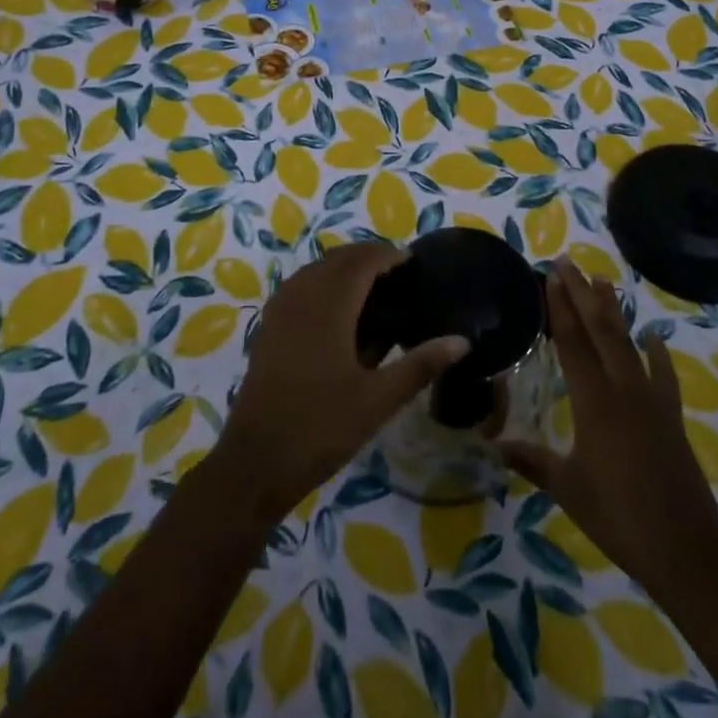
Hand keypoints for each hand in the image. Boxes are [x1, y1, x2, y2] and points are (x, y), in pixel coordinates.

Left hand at [211, 242, 468, 522]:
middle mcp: (301, 297)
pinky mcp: (268, 328)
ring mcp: (279, 311)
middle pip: (337, 260)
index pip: (361, 262)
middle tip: (398, 274)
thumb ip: (420, 365)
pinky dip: (321, 283)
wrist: (255, 461)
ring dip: (343, 268)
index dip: (387, 255)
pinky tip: (336, 310)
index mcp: (329, 306)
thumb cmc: (321, 428)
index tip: (413, 262)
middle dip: (367, 257)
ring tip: (372, 287)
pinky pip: (298, 287)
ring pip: (315, 270)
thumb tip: (461, 341)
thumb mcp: (378, 400)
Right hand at [498, 259, 717, 592]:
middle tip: (568, 263)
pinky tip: (655, 337)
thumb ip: (532, 461)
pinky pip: (663, 376)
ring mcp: (652, 401)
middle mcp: (623, 390)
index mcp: (594, 403)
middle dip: (582, 294)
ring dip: (614, 311)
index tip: (551, 277)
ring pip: (629, 344)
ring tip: (602, 281)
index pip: (572, 343)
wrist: (686, 550)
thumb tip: (495, 444)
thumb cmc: (618, 517)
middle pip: (600, 331)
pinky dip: (658, 354)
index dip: (560, 308)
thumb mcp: (567, 489)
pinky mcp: (671, 417)